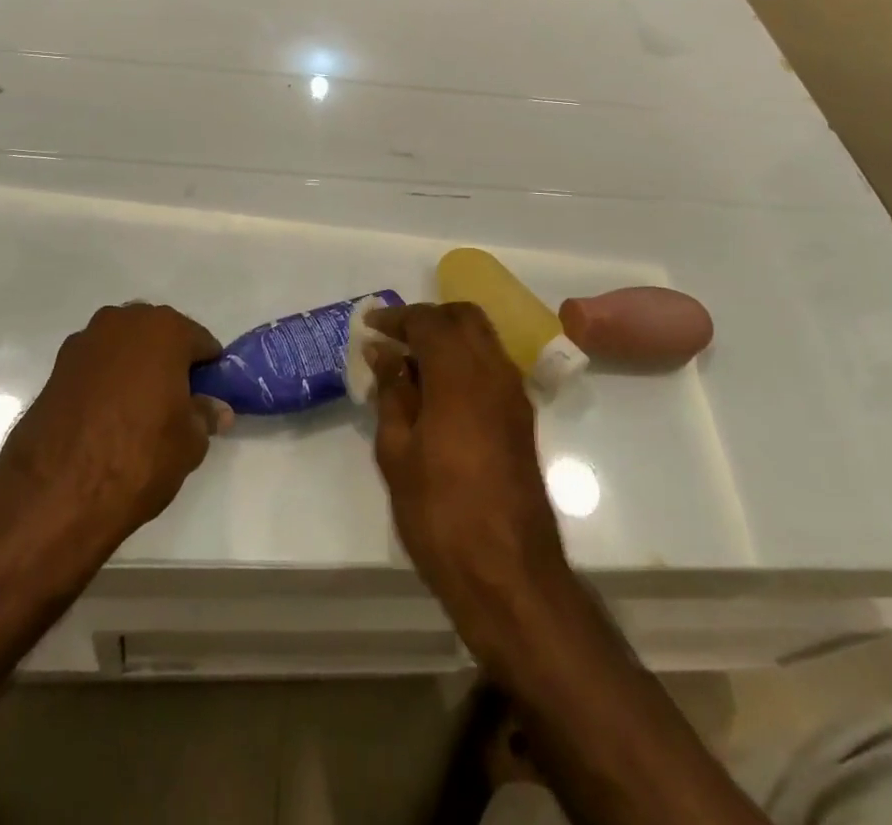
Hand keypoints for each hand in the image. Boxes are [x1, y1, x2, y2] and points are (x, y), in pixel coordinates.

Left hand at [0, 303, 232, 557]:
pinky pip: (96, 366)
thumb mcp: (190, 443)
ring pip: (124, 348)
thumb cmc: (138, 457)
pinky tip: (106, 418)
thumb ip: (205, 415)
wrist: (54, 493)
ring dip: (134, 369)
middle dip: (169, 363)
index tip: (206, 399)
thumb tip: (215, 408)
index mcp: (164, 329)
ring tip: (137, 413)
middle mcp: (123, 322)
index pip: (200, 342)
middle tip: (174, 405)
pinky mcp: (56, 367)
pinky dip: (105, 382)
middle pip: (159, 336)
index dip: (207, 372)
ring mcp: (85, 342)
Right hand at [364, 303, 573, 652]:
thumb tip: (384, 353)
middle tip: (394, 339)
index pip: (429, 321)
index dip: (397, 317)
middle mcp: (494, 372)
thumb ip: (392, 393)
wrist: (509, 575)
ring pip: (482, 339)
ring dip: (448, 338)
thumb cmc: (440, 513)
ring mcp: (514, 395)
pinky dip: (464, 361)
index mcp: (460, 375)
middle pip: (464, 317)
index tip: (370, 325)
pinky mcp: (522, 419)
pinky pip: (492, 367)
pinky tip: (437, 392)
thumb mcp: (397, 452)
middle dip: (428, 318)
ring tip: (410, 366)